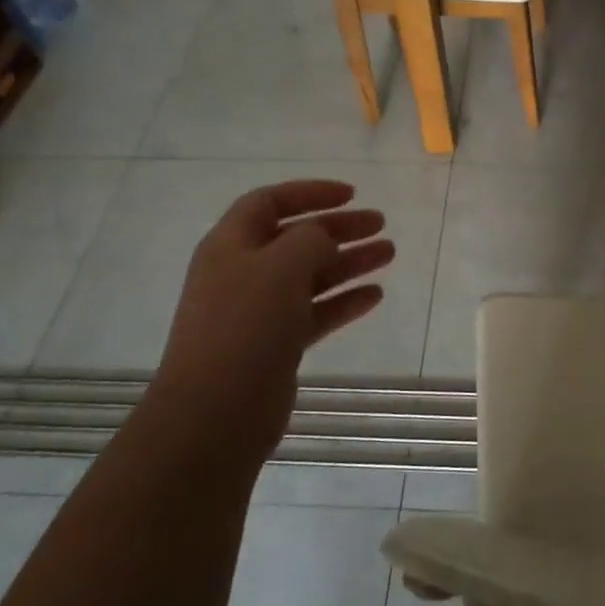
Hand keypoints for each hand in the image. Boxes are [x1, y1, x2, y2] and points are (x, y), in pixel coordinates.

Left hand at [153, 180, 394, 465]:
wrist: (215, 413)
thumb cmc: (245, 326)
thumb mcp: (280, 266)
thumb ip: (310, 239)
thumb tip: (323, 237)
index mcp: (231, 244)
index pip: (269, 202)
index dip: (309, 192)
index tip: (352, 194)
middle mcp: (243, 272)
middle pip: (296, 238)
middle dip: (339, 227)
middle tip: (381, 224)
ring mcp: (259, 311)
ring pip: (311, 275)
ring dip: (349, 262)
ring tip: (389, 253)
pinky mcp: (276, 345)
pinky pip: (315, 312)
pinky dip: (344, 301)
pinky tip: (375, 295)